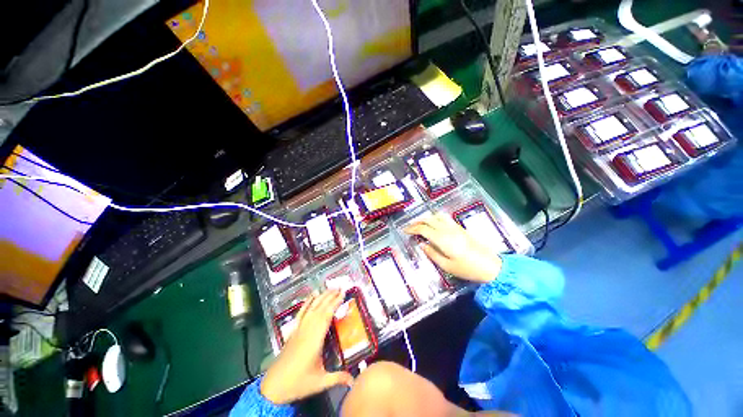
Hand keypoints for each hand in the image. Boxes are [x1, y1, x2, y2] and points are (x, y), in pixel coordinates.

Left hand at [261, 290, 353, 404]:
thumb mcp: (320, 382)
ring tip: (330, 288)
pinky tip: (312, 296)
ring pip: (311, 308)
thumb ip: (338, 379)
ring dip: (321, 297)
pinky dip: (307, 302)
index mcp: (314, 339)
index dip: (335, 303)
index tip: (343, 294)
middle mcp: (307, 330)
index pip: (326, 315)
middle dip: (330, 296)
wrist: (273, 387)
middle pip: (320, 308)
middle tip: (340, 287)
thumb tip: (354, 381)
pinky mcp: (293, 331)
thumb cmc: (298, 383)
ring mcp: (299, 329)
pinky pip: (301, 313)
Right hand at [405, 213, 501, 282]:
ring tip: (420, 224)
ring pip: (437, 216)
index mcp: (442, 239)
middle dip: (417, 221)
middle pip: (429, 219)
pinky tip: (434, 224)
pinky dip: (435, 218)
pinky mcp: (460, 228)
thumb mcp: (447, 266)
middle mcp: (447, 230)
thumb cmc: (468, 269)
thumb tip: (422, 245)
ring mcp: (455, 227)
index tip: (405, 231)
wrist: (491, 266)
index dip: (412, 228)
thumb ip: (432, 254)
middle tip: (410, 227)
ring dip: (426, 218)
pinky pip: (444, 218)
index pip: (423, 229)